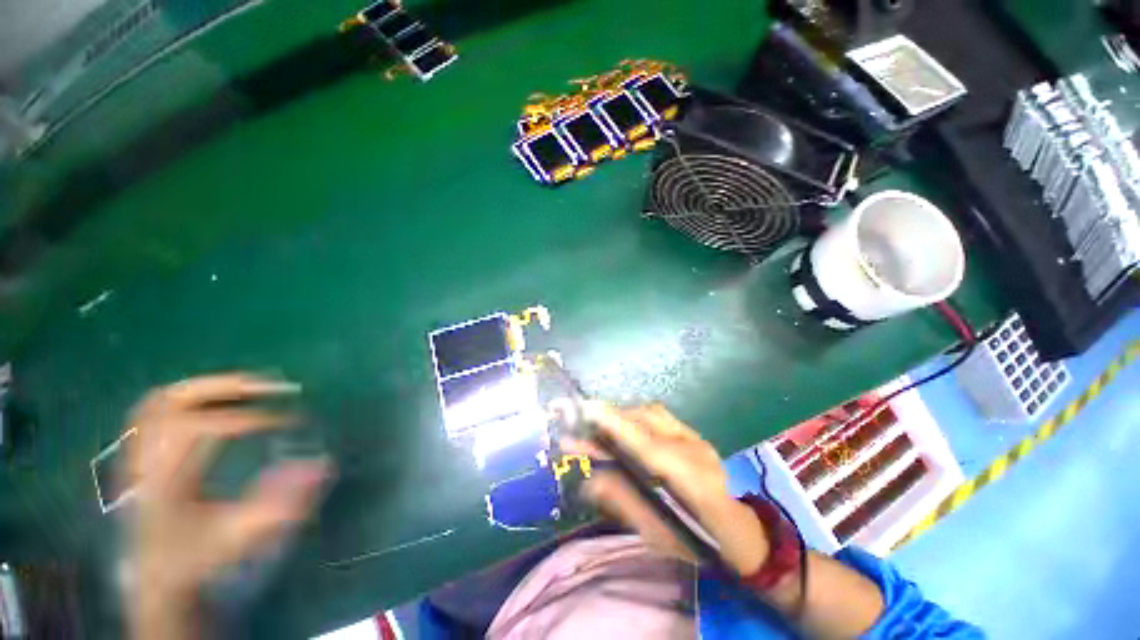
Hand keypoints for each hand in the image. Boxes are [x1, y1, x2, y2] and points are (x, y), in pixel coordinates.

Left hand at [126, 374, 328, 611]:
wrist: (158, 576)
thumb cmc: (199, 559)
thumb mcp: (240, 538)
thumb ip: (281, 505)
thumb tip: (322, 464)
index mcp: (164, 483)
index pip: (198, 429)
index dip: (248, 418)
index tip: (290, 421)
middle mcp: (145, 461)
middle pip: (174, 403)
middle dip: (229, 387)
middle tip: (275, 385)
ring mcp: (137, 454)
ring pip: (163, 399)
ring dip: (211, 385)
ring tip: (252, 385)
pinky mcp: (140, 452)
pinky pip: (156, 408)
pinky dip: (190, 394)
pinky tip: (217, 398)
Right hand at [563, 402, 768, 575]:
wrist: (744, 534)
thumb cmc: (701, 544)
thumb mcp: (659, 535)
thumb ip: (624, 503)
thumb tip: (588, 480)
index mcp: (694, 483)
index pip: (649, 447)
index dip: (618, 426)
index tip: (588, 410)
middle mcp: (696, 450)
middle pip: (648, 421)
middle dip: (612, 418)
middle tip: (581, 424)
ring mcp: (697, 437)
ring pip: (652, 413)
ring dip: (622, 415)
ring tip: (598, 426)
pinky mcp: (694, 433)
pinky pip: (658, 416)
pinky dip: (635, 417)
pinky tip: (622, 427)